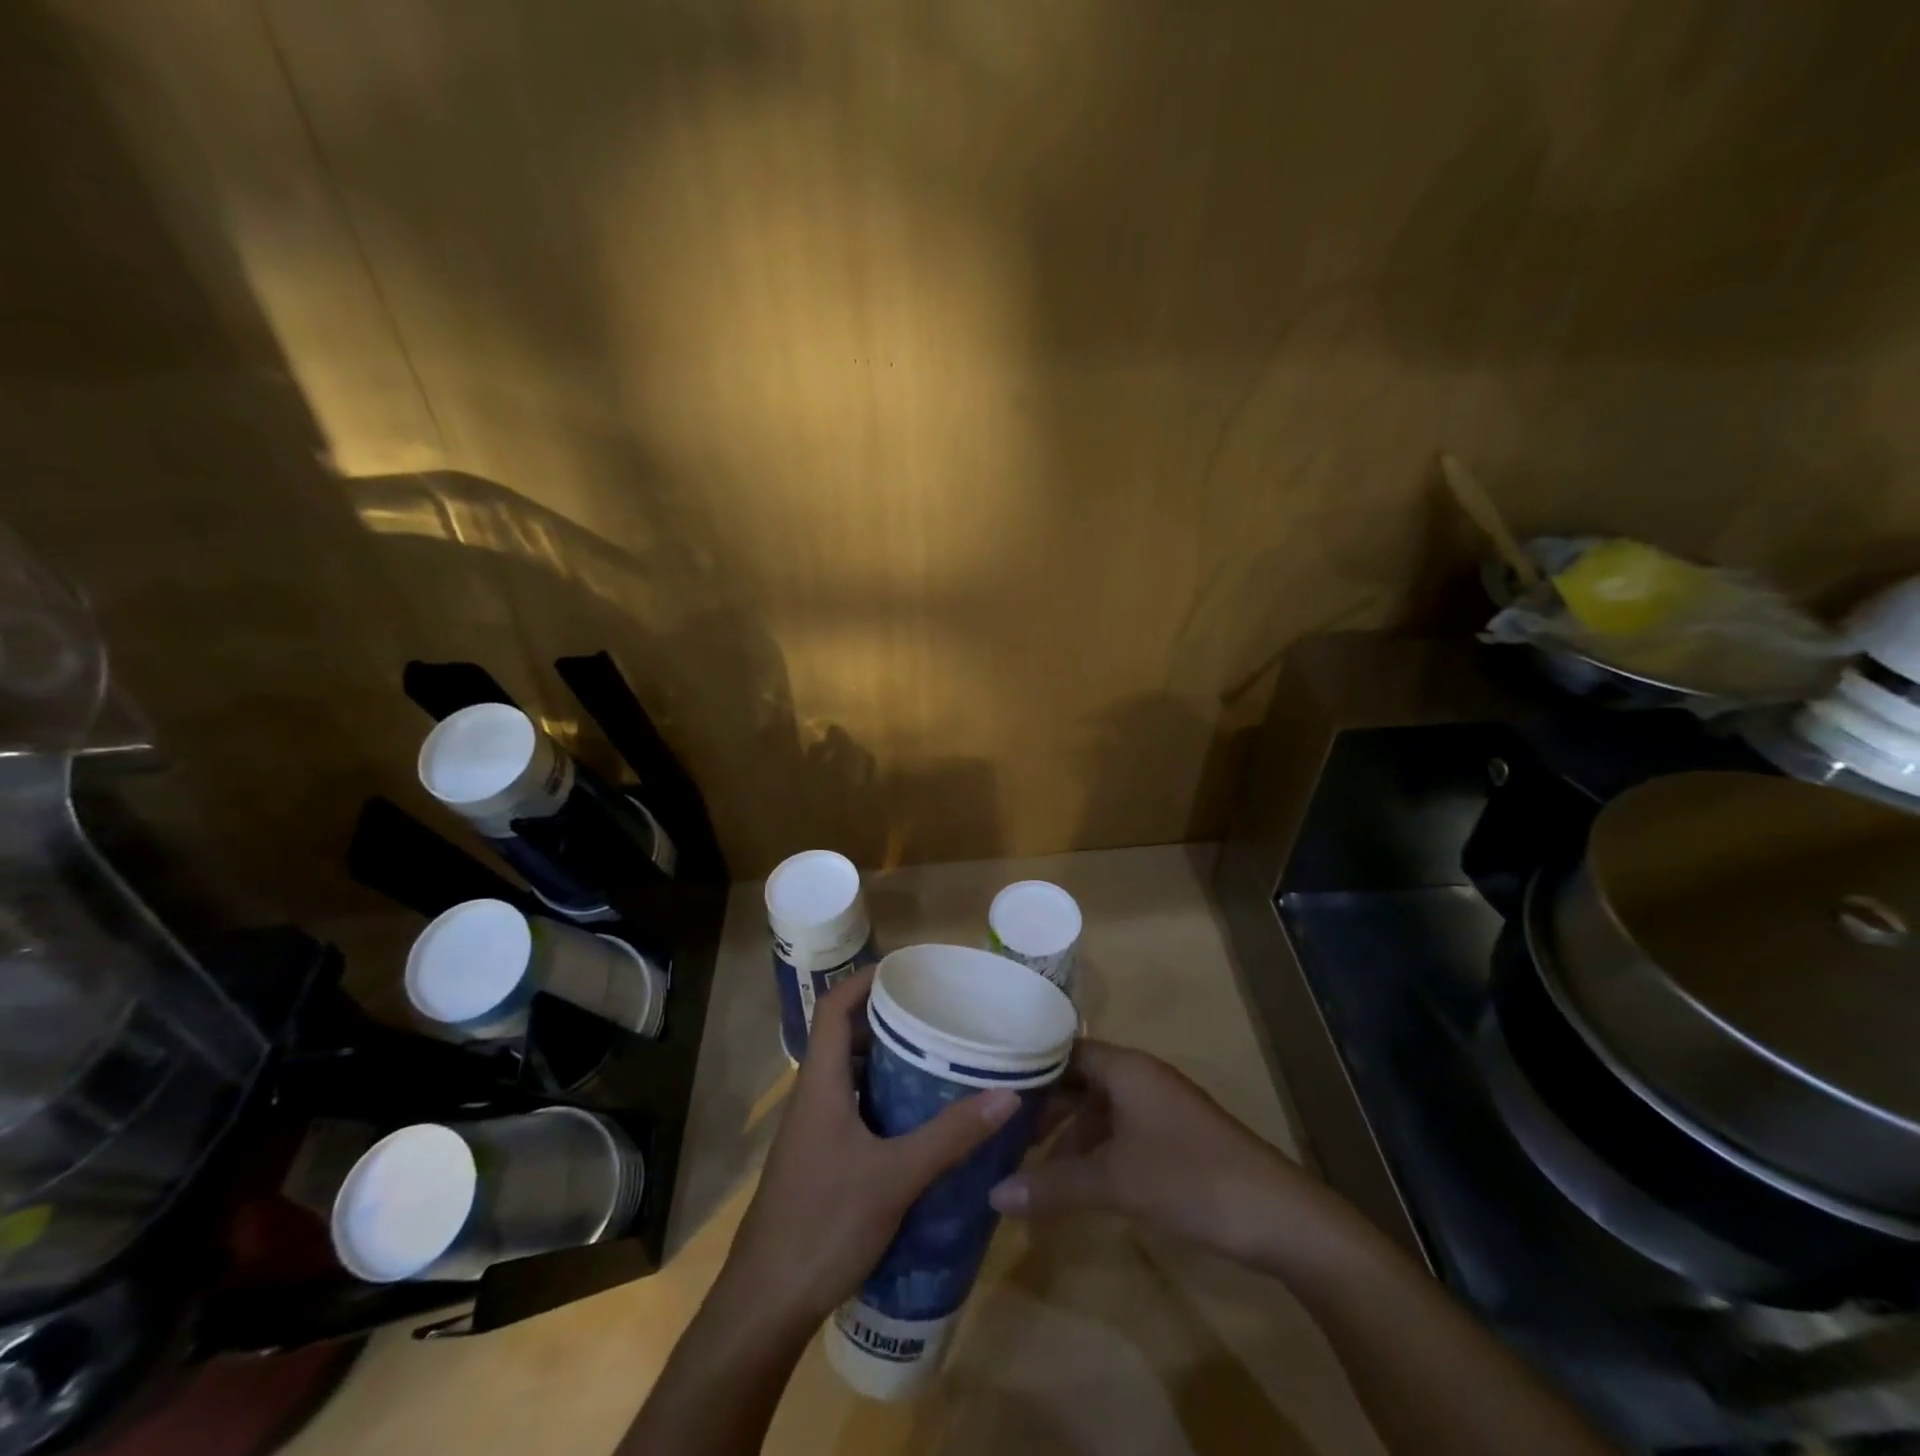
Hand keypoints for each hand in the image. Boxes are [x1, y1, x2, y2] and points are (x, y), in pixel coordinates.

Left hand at [714, 967, 1020, 1330]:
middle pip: (845, 1037)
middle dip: (886, 1020)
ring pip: (850, 1076)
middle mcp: (813, 1097)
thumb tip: (1007, 1094)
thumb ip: (950, 1135)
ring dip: (886, 1062)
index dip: (863, 980)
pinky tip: (917, 1120)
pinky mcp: (819, 1160)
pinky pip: (853, 1109)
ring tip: (935, 1058)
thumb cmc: (824, 1224)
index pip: (833, 1008)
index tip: (906, 970)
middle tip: (935, 1015)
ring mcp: (813, 1131)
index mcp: (820, 1084)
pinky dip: (883, 1100)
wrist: (766, 1303)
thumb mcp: (895, 1177)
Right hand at [988, 1040, 1319, 1263]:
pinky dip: (1095, 1151)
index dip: (1029, 1067)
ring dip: (1068, 1135)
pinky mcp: (1173, 1138)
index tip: (990, 1086)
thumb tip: (993, 1194)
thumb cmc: (1189, 1178)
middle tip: (1003, 1133)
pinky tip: (1076, 1182)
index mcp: (1126, 1068)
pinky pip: (1120, 1132)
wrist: (1277, 1216)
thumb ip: (1053, 1186)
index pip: (1064, 1051)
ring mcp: (1159, 1108)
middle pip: (1080, 1081)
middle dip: (1044, 1108)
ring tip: (1031, 1166)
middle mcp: (1140, 1077)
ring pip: (1100, 1110)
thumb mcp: (1115, 1182)